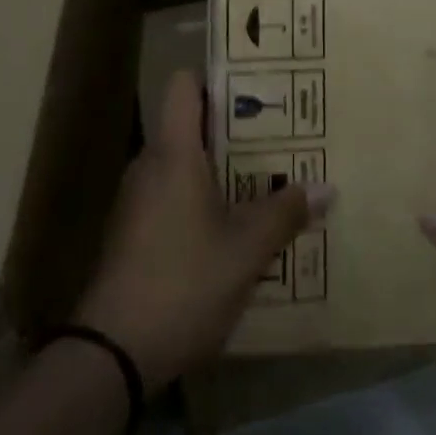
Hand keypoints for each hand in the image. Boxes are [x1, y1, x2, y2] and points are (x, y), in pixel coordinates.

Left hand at [76, 69, 332, 390]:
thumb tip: (325, 188)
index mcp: (173, 152)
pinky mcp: (132, 235)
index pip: (184, 85)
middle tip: (276, 137)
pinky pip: (171, 196)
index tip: (254, 87)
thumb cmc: (182, 282)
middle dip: (232, 128)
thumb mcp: (245, 250)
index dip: (216, 77)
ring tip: (262, 181)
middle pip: (189, 124)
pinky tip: (230, 228)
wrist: (110, 356)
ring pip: (182, 164)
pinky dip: (200, 199)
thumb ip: (285, 214)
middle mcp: (150, 164)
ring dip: (218, 169)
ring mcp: (136, 201)